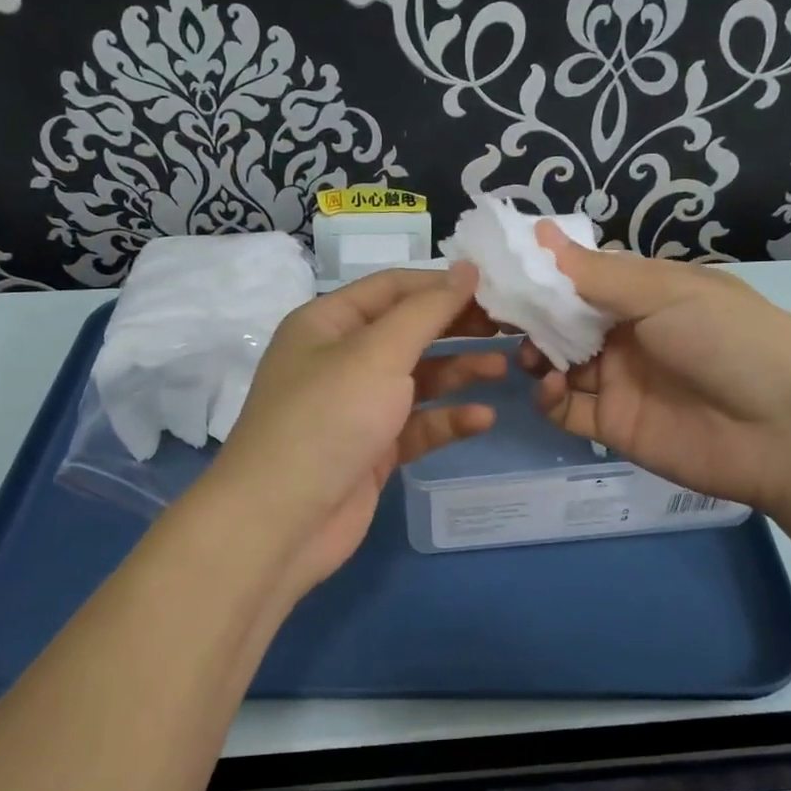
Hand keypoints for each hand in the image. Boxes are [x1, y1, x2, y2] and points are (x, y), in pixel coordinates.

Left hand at [205, 264, 505, 601]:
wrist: (281, 521)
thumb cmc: (328, 418)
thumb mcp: (378, 353)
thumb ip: (428, 311)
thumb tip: (466, 269)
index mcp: (328, 323)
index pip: (393, 288)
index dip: (442, 284)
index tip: (495, 287)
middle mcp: (340, 359)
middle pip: (408, 332)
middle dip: (456, 328)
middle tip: (509, 327)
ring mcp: (356, 407)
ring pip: (417, 379)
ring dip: (459, 372)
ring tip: (505, 368)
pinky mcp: (371, 450)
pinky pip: (416, 425)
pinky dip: (447, 420)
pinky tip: (482, 419)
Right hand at [526, 224, 790, 511]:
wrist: (786, 431)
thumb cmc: (729, 341)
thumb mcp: (666, 292)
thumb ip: (597, 273)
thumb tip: (539, 231)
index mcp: (646, 294)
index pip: (582, 277)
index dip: (543, 272)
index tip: (500, 267)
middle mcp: (629, 334)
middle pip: (564, 321)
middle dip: (532, 316)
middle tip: (496, 315)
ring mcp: (620, 381)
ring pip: (559, 364)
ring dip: (538, 355)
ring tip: (530, 354)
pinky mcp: (614, 426)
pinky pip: (567, 410)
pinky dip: (550, 397)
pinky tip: (552, 386)